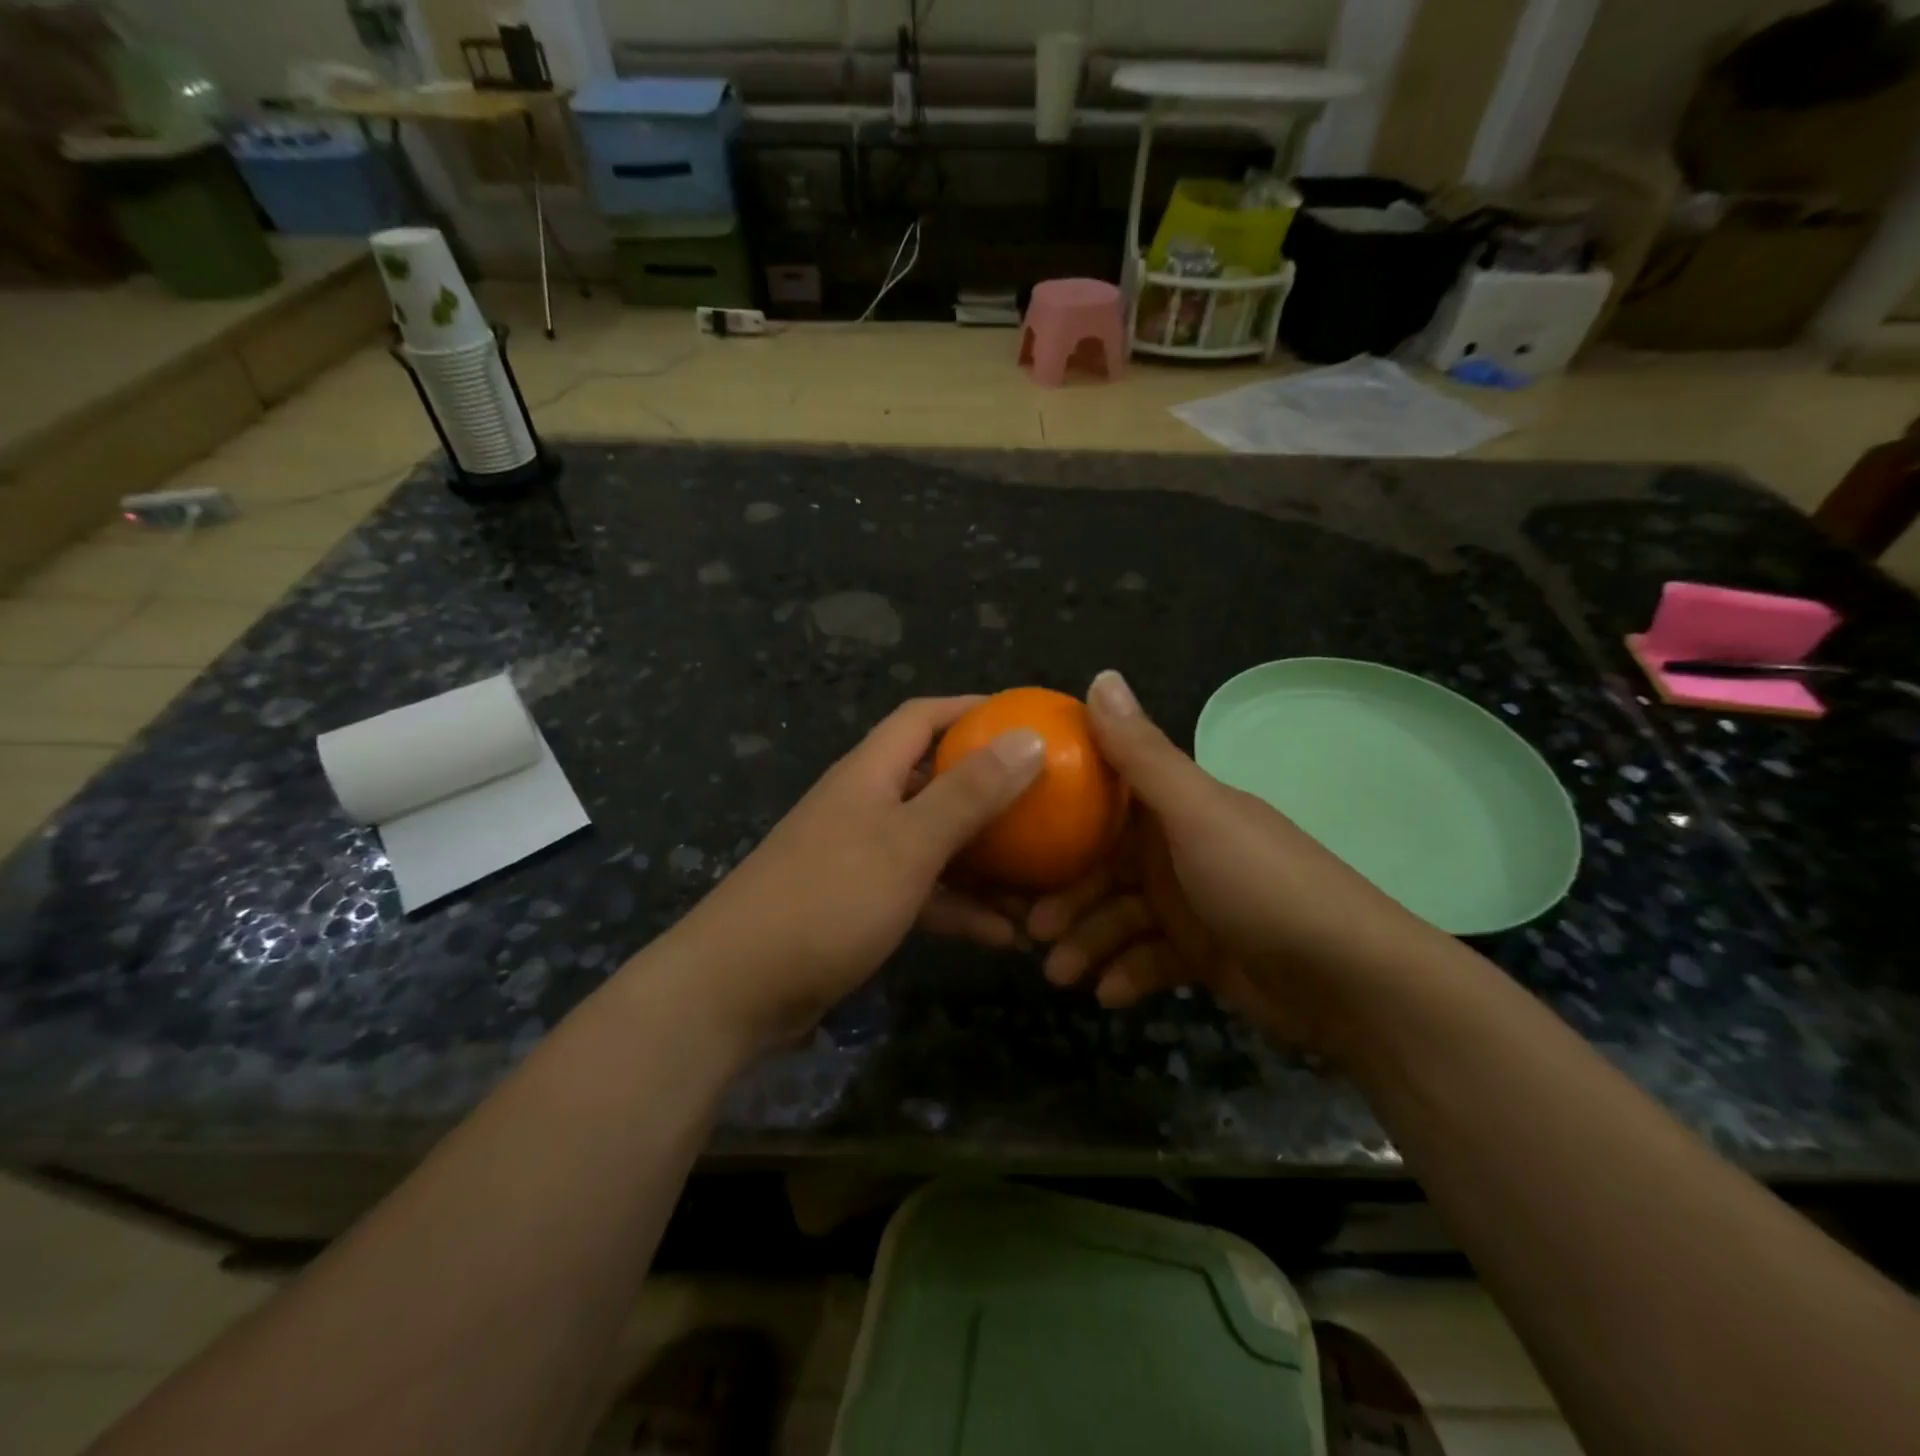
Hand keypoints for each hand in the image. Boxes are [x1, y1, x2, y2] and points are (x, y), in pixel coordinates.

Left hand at [665, 697, 1044, 1048]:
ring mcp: (861, 858)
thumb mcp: (908, 844)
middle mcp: (865, 806)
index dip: (972, 709)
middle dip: (991, 792)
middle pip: (936, 782)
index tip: (1026, 719)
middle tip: (1048, 805)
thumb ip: (969, 793)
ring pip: (936, 844)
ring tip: (1042, 884)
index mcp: (870, 774)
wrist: (736, 989)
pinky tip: (1004, 936)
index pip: (922, 718)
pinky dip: (960, 908)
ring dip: (985, 862)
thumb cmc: (827, 899)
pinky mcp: (860, 906)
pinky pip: (923, 894)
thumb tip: (1029, 736)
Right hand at [1028, 671, 1447, 1050]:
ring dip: (1087, 944)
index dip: (1058, 818)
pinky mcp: (1202, 954)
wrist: (1350, 982)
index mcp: (1176, 807)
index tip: (1015, 842)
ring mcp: (1191, 903)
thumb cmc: (1262, 884)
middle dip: (1066, 899)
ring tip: (1062, 976)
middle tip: (1032, 931)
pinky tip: (1110, 995)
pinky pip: (1149, 959)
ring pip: (1119, 918)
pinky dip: (1127, 973)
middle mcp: (1178, 848)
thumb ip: (1142, 754)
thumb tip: (1100, 674)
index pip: (1103, 800)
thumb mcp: (1196, 814)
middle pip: (1102, 867)